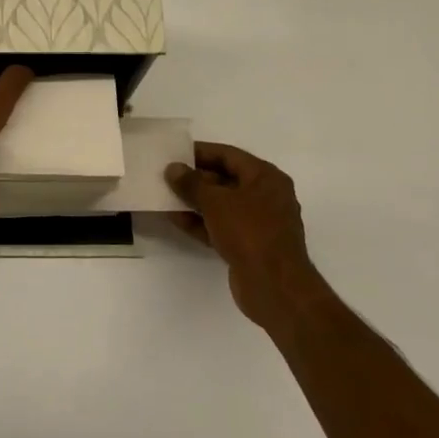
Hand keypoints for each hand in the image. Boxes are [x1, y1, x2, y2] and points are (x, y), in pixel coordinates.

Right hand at [165, 142, 328, 322]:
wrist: (274, 285)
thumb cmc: (250, 232)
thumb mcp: (216, 202)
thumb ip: (192, 183)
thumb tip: (174, 169)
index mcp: (266, 177)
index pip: (229, 155)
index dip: (201, 152)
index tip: (174, 153)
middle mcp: (265, 196)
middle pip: (225, 179)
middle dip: (195, 179)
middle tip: (165, 176)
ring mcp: (258, 222)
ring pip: (221, 205)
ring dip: (194, 201)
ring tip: (165, 196)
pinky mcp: (248, 245)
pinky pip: (220, 226)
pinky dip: (200, 222)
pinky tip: (175, 219)